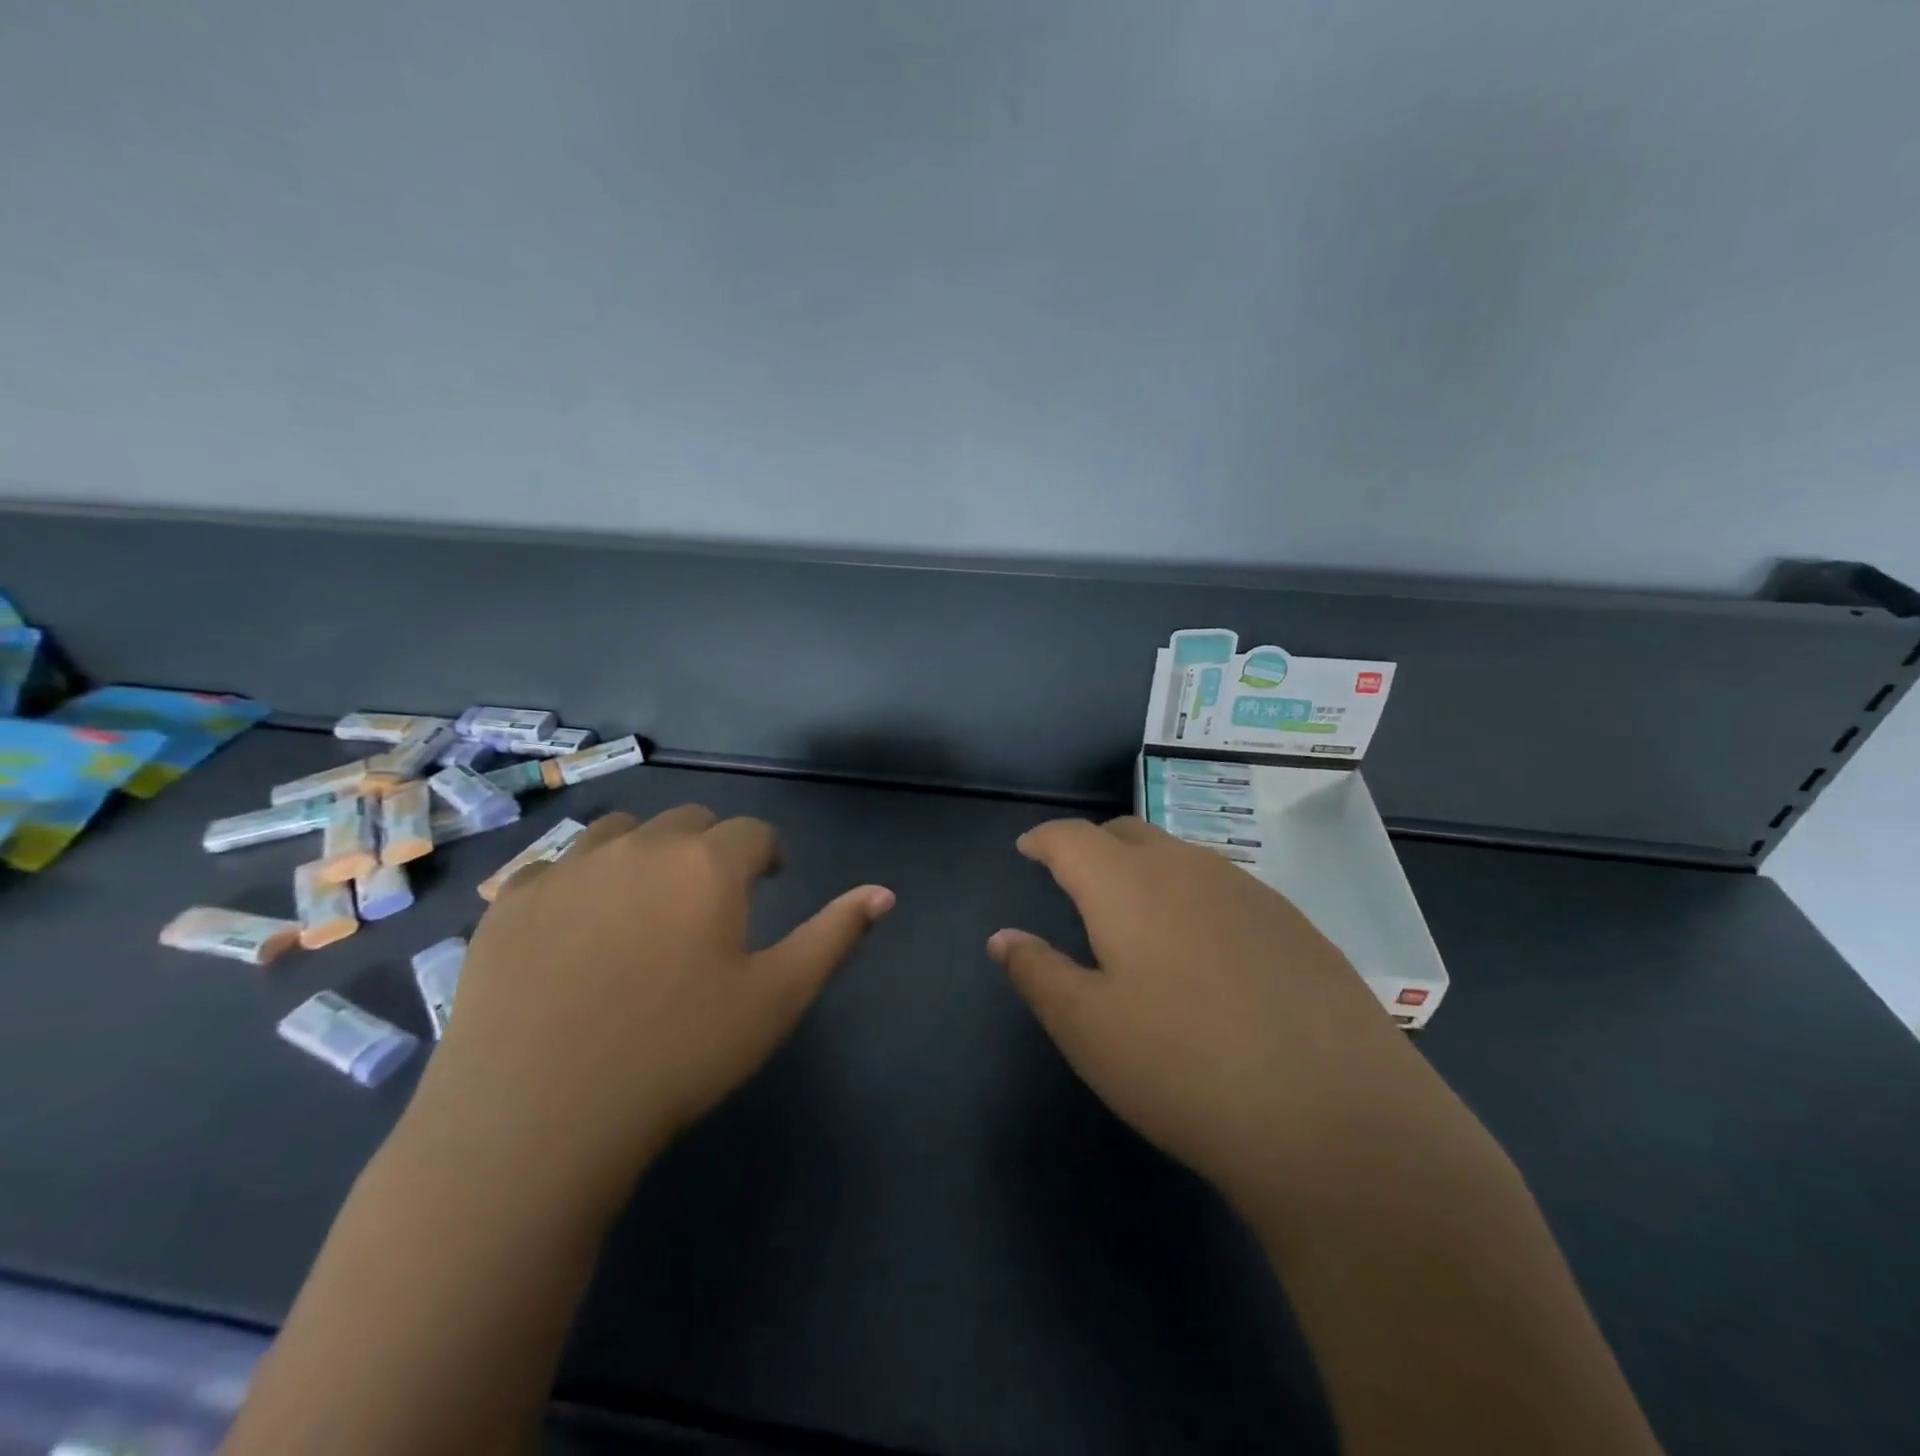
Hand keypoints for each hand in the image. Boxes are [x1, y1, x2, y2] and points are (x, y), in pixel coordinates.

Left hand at [411, 807, 893, 1213]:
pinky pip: (557, 864)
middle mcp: (640, 846)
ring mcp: (567, 868)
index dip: (768, 855)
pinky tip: (577, 928)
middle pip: (690, 820)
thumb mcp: (776, 998)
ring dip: (646, 852)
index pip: (754, 832)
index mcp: (708, 864)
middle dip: (710, 849)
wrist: (539, 1120)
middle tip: (708, 902)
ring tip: (644, 904)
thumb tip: (884, 892)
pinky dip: (581, 879)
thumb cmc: (678, 1055)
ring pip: (623, 831)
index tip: (768, 884)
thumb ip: (834, 935)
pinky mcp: (510, 901)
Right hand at [990, 817, 1412, 1199]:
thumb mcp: (1086, 1028)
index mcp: (1127, 884)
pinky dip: (1194, 895)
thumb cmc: (1183, 1068)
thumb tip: (1002, 937)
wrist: (1335, 1118)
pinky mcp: (1295, 923)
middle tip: (1076, 881)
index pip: (1072, 838)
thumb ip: (1037, 972)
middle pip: (1128, 833)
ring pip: (1181, 857)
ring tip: (1138, 912)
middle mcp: (1188, 868)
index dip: (1043, 839)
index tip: (1028, 850)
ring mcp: (1249, 891)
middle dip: (1093, 847)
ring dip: (1147, 868)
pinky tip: (1206, 948)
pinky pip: (1225, 887)